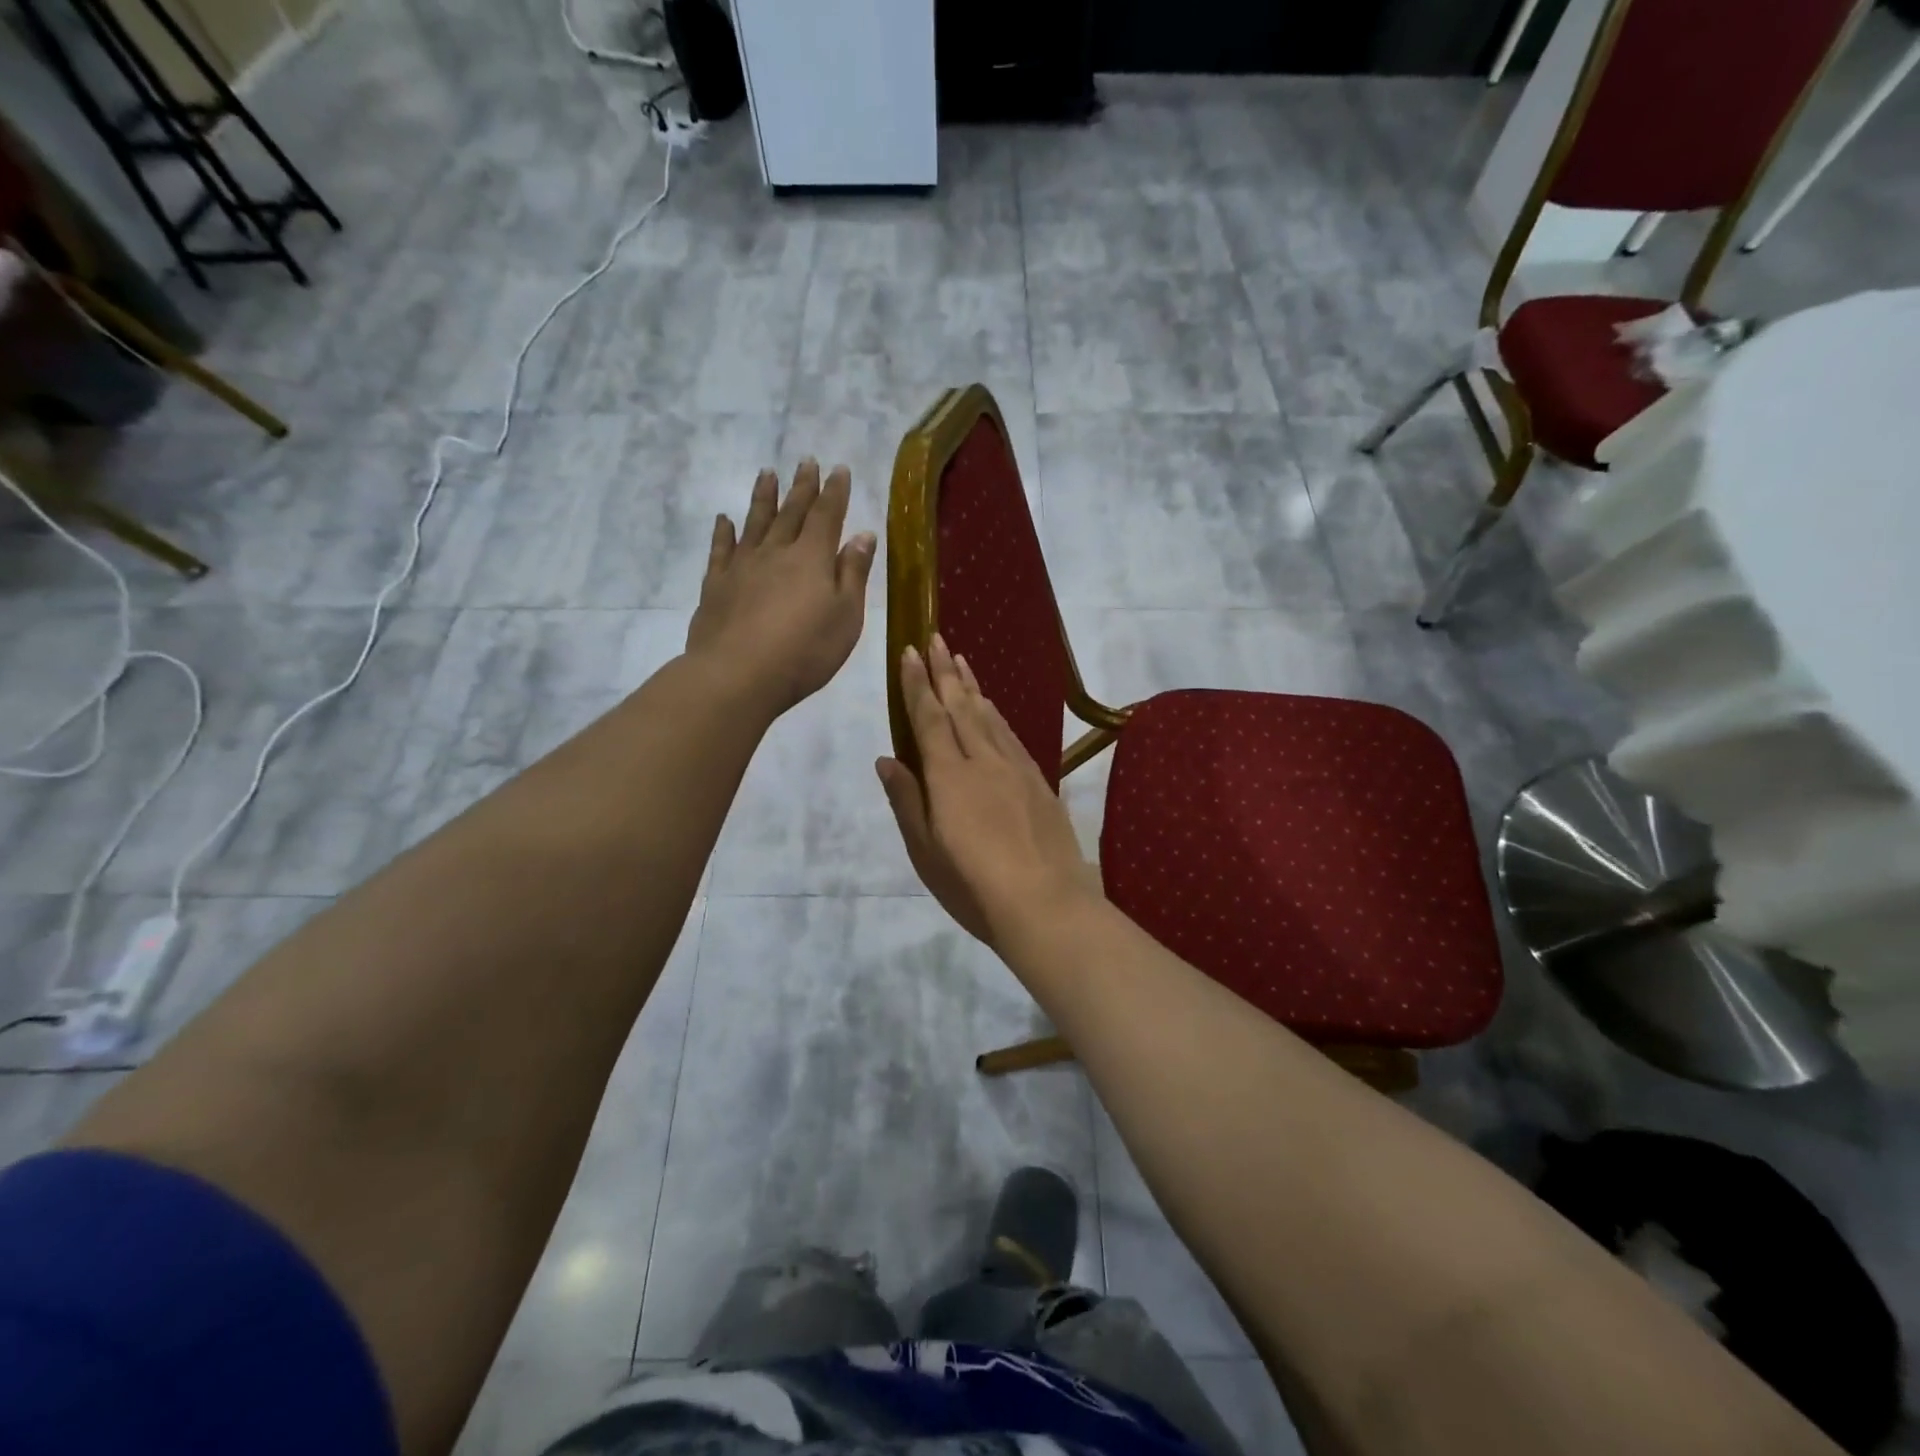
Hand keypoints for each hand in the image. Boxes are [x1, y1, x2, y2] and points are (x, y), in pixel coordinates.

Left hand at [686, 460, 874, 716]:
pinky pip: (721, 549)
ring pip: (755, 522)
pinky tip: (724, 520)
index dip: (835, 492)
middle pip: (792, 512)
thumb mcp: (846, 616)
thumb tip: (863, 534)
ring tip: (767, 473)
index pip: (827, 516)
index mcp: (813, 558)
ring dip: (763, 497)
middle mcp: (777, 552)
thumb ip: (853, 574)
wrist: (738, 674)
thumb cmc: (805, 651)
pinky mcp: (716, 585)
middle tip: (806, 461)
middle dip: (802, 487)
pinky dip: (723, 532)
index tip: (838, 468)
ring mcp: (742, 566)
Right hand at [877, 635, 1097, 949]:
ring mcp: (1016, 769)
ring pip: (989, 716)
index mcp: (949, 776)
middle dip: (945, 671)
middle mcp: (983, 760)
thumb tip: (887, 759)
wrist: (1046, 904)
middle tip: (936, 638)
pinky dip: (997, 715)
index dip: (917, 684)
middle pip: (961, 706)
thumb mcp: (926, 851)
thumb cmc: (973, 885)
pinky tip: (993, 709)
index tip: (909, 652)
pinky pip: (1011, 735)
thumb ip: (907, 801)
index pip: (928, 718)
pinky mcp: (1039, 782)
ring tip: (962, 661)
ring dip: (972, 686)